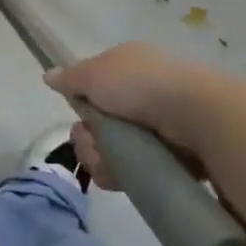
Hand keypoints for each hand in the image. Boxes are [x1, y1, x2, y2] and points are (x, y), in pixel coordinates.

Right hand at [44, 42, 217, 190]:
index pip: (97, 88)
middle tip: (91, 142)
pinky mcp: (176, 158)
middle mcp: (146, 94)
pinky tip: (122, 177)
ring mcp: (163, 127)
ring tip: (108, 164)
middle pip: (102, 123)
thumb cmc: (140, 85)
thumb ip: (70, 77)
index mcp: (130, 67)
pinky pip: (139, 171)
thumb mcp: (94, 73)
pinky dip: (125, 176)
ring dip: (101, 159)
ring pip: (117, 150)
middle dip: (89, 138)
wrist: (197, 116)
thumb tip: (49, 75)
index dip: (83, 104)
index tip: (79, 116)